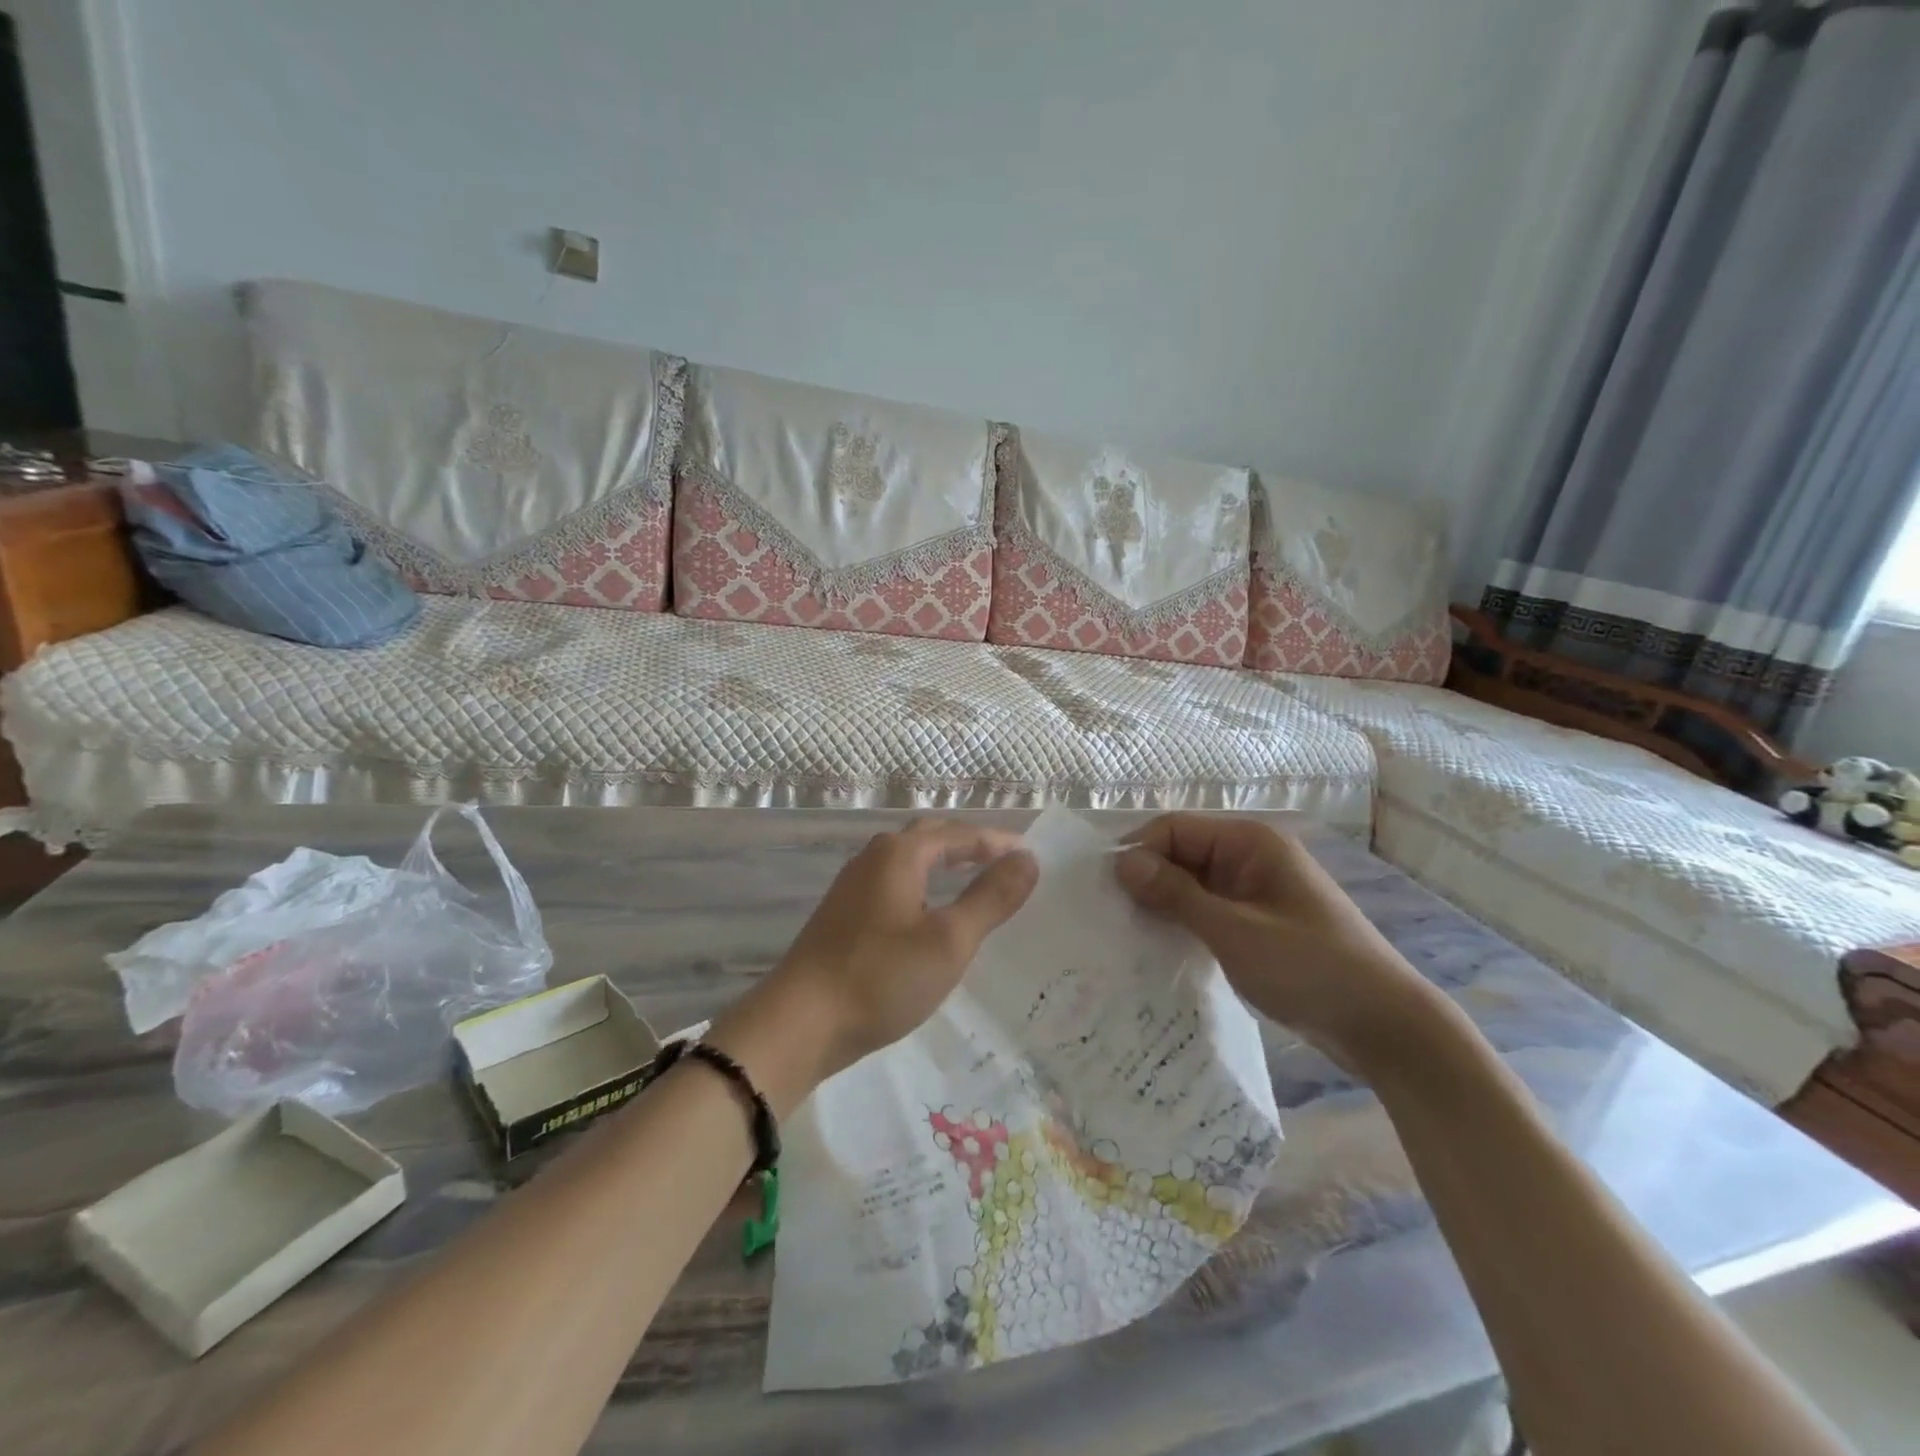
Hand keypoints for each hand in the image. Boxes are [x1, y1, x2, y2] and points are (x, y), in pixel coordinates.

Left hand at [716, 820, 1037, 1100]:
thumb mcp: (949, 940)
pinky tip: (929, 910)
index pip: (959, 834)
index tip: (1031, 857)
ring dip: (944, 861)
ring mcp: (853, 885)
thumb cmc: (881, 978)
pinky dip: (923, 883)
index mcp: (900, 854)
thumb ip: (991, 897)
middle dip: (969, 843)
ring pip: (909, 859)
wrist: (799, 1024)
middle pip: (930, 836)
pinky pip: (895, 882)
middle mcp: (874, 858)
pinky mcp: (843, 914)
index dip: (997, 843)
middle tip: (1005, 860)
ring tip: (973, 877)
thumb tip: (1027, 860)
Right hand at [1115, 814, 1451, 1070]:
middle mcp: (1251, 857)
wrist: (1385, 1025)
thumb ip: (1176, 894)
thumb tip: (1122, 862)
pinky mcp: (1257, 923)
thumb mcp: (1234, 930)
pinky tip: (1160, 948)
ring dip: (1163, 904)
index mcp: (1250, 842)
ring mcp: (1255, 892)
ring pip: (1192, 885)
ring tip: (1126, 934)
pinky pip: (1208, 911)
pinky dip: (1184, 924)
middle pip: (1181, 854)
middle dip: (1147, 879)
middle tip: (1109, 915)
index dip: (1138, 851)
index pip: (1175, 828)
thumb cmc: (1309, 967)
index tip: (1106, 889)